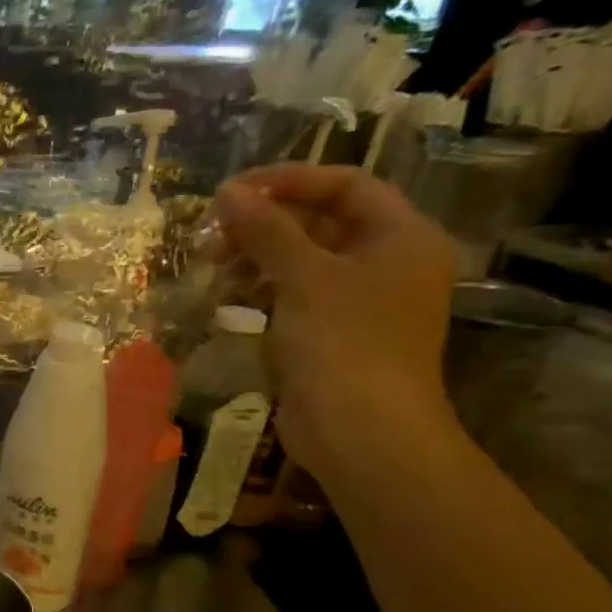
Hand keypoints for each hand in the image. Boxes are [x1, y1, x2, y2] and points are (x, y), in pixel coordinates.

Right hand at [213, 164, 457, 487]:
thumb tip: (228, 192)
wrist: (361, 430)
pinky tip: (226, 295)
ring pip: (301, 259)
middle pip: (320, 222)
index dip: (289, 181)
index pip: (345, 185)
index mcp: (400, 237)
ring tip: (211, 265)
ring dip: (255, 255)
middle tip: (211, 233)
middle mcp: (385, 261)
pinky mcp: (331, 332)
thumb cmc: (344, 343)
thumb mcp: (303, 278)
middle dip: (263, 223)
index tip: (232, 191)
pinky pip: (293, 294)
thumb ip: (266, 230)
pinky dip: (260, 288)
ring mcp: (358, 300)